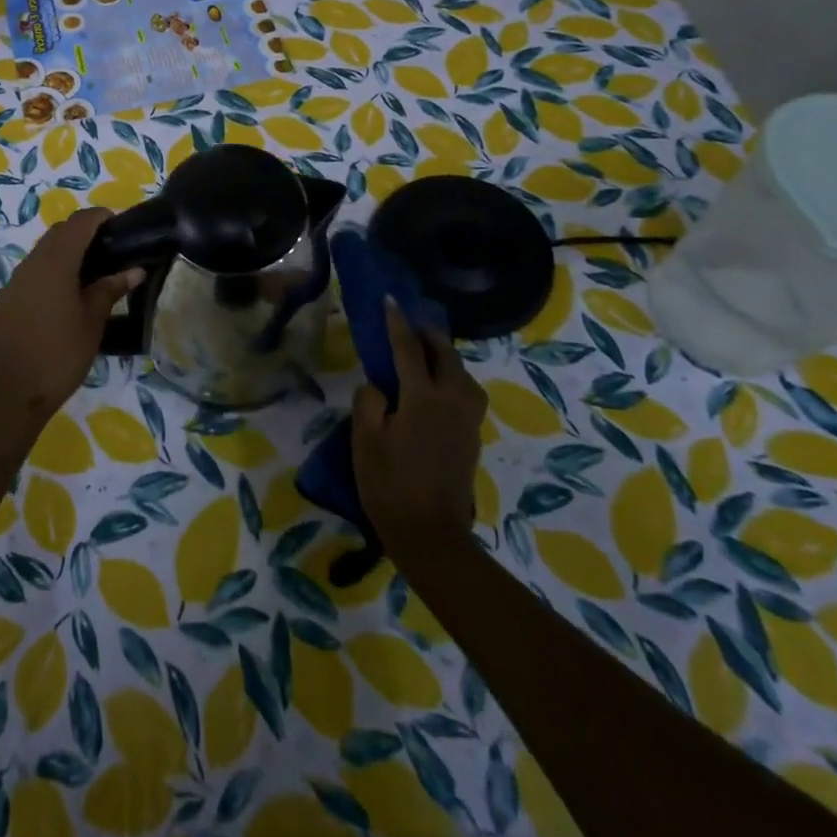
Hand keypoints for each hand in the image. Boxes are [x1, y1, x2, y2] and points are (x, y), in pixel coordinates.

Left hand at [0, 208, 142, 433]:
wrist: (7, 393)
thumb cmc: (58, 355)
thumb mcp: (92, 322)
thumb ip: (110, 290)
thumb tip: (134, 270)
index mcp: (56, 262)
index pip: (79, 223)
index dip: (100, 217)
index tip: (121, 225)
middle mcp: (32, 263)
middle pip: (59, 233)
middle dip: (84, 232)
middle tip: (111, 248)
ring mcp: (15, 281)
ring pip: (44, 251)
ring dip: (67, 251)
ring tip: (93, 272)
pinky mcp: (7, 299)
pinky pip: (33, 271)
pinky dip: (52, 269)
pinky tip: (67, 294)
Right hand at [353, 298, 487, 561]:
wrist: (431, 536)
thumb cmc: (389, 485)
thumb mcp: (365, 440)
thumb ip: (369, 402)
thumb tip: (379, 386)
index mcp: (423, 398)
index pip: (408, 348)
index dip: (397, 322)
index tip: (391, 300)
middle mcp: (451, 402)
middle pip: (446, 356)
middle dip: (430, 336)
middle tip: (412, 325)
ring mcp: (466, 421)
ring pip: (464, 375)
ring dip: (447, 358)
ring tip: (428, 356)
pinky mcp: (471, 438)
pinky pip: (467, 394)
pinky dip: (454, 379)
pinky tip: (438, 389)